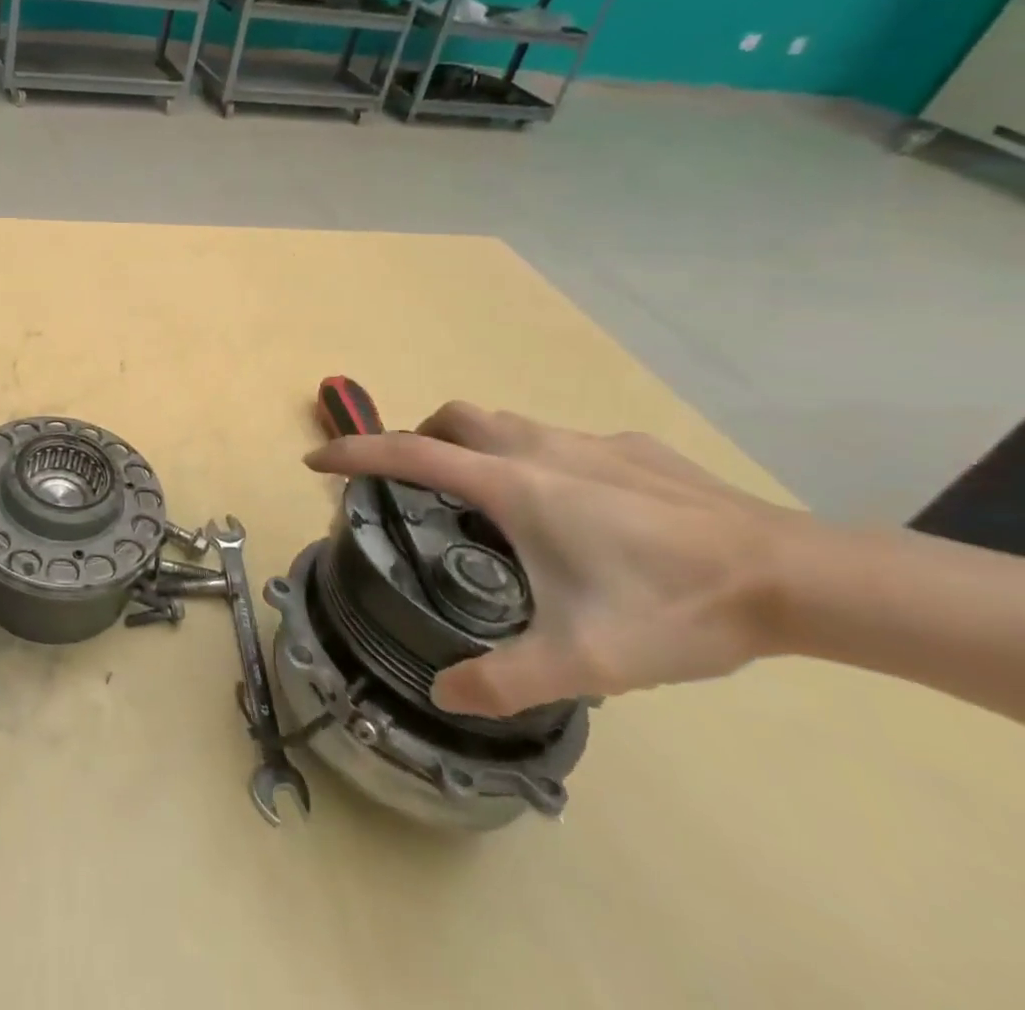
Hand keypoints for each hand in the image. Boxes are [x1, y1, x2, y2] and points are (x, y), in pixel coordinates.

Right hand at [305, 402, 810, 717]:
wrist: (795, 576)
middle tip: (418, 483)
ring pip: (507, 423)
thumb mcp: (584, 659)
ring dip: (477, 445)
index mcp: (512, 485)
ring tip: (491, 501)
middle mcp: (537, 449)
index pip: (408, 453)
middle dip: (420, 437)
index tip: (317, 459)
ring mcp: (588, 442)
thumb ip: (505, 680)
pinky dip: (538, 459)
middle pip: (455, 417)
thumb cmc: (672, 605)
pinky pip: (561, 441)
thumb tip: (442, 694)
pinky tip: (580, 510)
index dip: (355, 452)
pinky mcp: (632, 449)